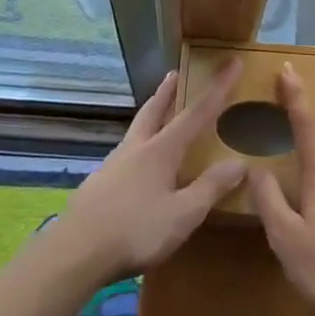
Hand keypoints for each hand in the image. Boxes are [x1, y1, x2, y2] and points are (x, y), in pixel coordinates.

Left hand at [58, 60, 248, 282]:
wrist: (75, 253)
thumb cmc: (135, 231)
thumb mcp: (182, 215)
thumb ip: (210, 188)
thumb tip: (239, 162)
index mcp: (161, 151)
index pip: (197, 112)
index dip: (218, 88)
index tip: (232, 63)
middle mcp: (136, 149)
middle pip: (154, 110)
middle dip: (168, 91)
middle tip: (175, 73)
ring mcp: (113, 165)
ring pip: (136, 130)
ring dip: (150, 115)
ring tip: (156, 114)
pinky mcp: (98, 185)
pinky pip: (124, 154)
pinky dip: (137, 145)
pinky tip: (135, 165)